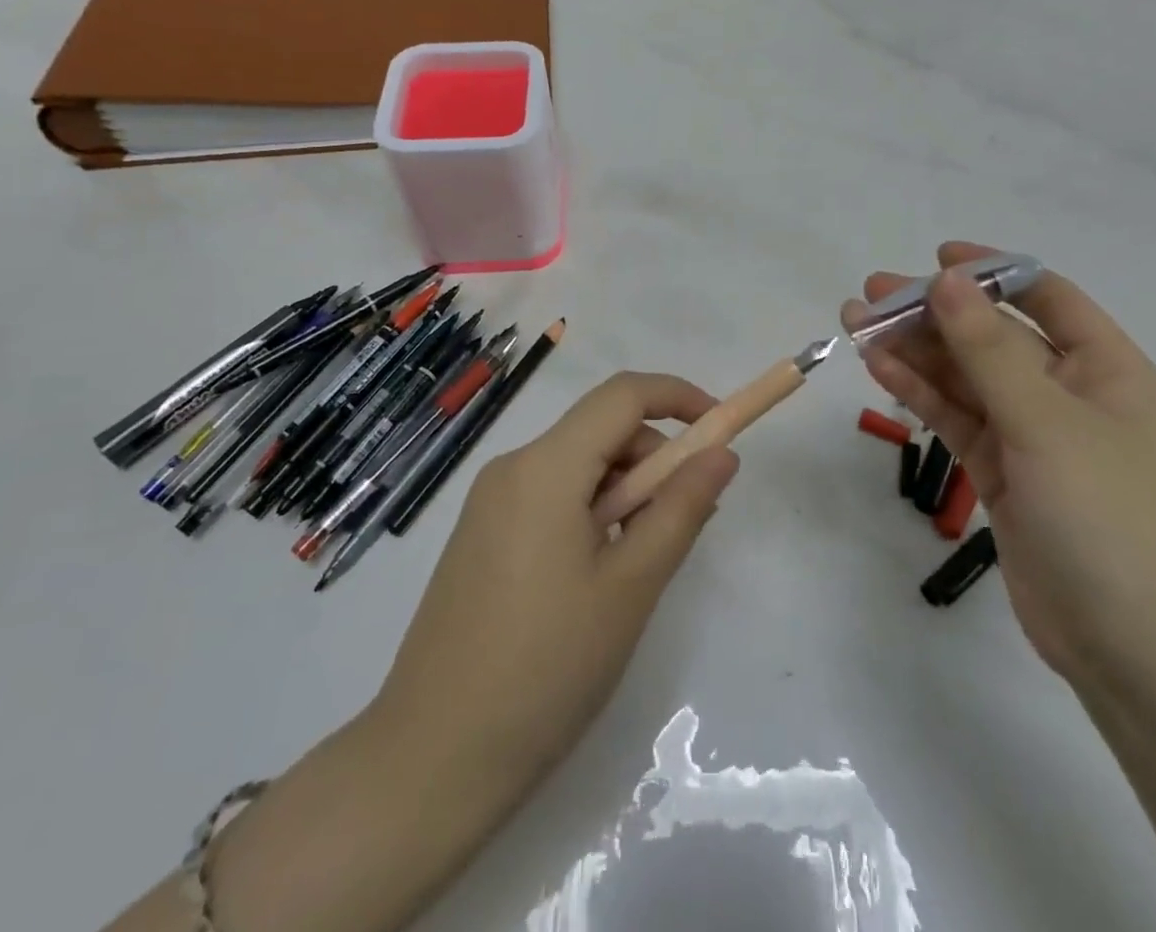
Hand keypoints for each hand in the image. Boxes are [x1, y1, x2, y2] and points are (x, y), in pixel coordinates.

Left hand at [374, 371, 739, 797]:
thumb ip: (682, 508)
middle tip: (687, 522)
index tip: (721, 432)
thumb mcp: (631, 586)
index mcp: (545, 466)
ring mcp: (489, 503)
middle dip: (654, 460)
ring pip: (578, 467)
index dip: (679, 397)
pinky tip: (600, 577)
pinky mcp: (481, 536)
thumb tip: (723, 453)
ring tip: (641, 564)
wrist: (432, 761)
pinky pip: (551, 497)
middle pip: (600, 430)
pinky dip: (592, 513)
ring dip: (625, 493)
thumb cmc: (547, 668)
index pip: (622, 394)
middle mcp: (512, 468)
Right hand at [844, 243, 1155, 689]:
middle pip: (992, 335)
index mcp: (1106, 369)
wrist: (1128, 649)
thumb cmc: (1104, 519)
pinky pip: (956, 416)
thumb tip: (946, 280)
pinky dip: (919, 391)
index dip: (991, 271)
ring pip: (965, 376)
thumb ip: (987, 349)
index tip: (936, 258)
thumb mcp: (1044, 423)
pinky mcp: (1002, 470)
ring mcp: (1033, 433)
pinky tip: (878, 367)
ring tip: (856, 324)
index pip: (1045, 297)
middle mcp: (1069, 392)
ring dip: (915, 350)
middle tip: (871, 295)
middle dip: (934, 313)